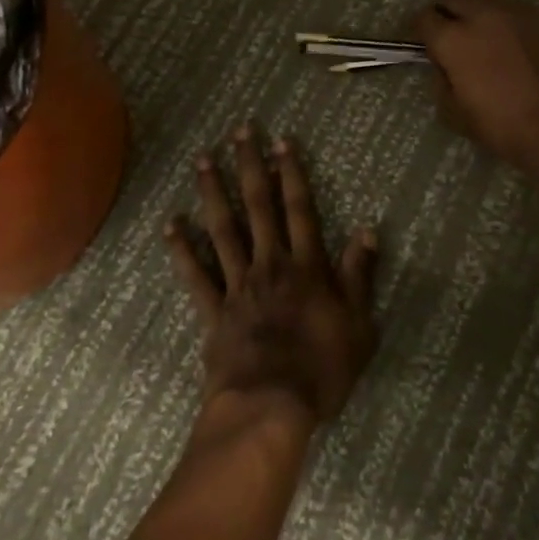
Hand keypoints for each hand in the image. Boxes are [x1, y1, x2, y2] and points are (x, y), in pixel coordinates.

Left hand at [165, 128, 378, 428]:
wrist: (270, 407)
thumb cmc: (322, 369)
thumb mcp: (358, 325)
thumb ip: (359, 275)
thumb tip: (366, 230)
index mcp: (306, 267)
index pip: (299, 209)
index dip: (292, 173)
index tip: (281, 142)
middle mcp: (270, 264)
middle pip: (258, 207)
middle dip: (251, 167)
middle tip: (239, 132)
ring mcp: (237, 285)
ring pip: (223, 229)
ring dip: (213, 192)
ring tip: (203, 160)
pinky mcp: (213, 311)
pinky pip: (195, 275)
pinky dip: (182, 250)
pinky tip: (171, 225)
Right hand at [414, 0, 538, 171]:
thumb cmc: (505, 128)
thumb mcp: (456, 114)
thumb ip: (441, 82)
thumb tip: (443, 67)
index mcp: (456, 38)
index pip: (424, 18)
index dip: (416, 30)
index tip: (417, 42)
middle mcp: (485, 14)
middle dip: (443, 12)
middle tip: (443, 34)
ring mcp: (518, 13)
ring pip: (485, 1)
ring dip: (474, 13)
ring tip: (476, 37)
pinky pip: (512, 13)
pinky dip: (501, 22)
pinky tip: (507, 45)